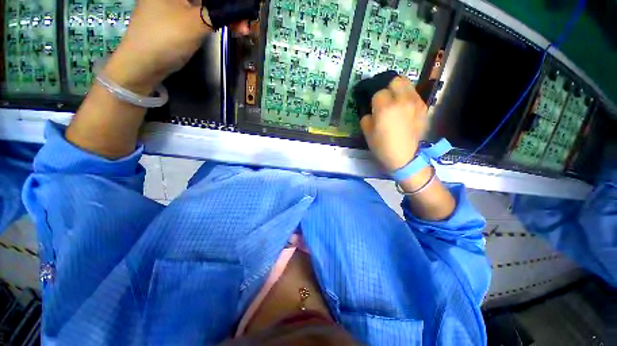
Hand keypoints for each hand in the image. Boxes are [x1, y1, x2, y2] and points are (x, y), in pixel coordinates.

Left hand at [102, 0, 249, 94]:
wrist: (143, 64)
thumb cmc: (165, 38)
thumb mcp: (195, 23)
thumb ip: (218, 13)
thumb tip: (239, 9)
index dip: (227, 2)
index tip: (242, 8)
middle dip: (228, 8)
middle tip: (245, 20)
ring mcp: (175, 4)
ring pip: (206, 5)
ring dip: (225, 15)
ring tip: (242, 27)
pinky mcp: (179, 18)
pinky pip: (203, 14)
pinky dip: (216, 20)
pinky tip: (230, 27)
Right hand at [360, 76, 429, 171]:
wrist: (405, 157)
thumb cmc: (382, 147)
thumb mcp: (367, 132)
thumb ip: (366, 116)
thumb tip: (369, 109)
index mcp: (386, 107)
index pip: (378, 92)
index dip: (372, 98)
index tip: (371, 105)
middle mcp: (402, 100)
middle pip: (395, 80)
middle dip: (387, 86)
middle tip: (383, 97)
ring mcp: (416, 102)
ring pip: (407, 84)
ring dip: (398, 89)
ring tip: (394, 100)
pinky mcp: (424, 108)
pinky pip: (414, 94)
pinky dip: (407, 96)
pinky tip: (404, 107)